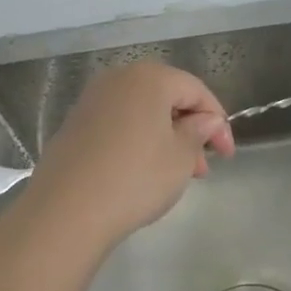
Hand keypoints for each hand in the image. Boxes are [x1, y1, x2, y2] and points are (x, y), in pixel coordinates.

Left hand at [20, 62, 234, 256]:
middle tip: (202, 167)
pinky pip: (119, 124)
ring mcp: (93, 101)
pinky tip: (143, 172)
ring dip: (165, 137)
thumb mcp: (180, 158)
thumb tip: (207, 120)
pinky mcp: (75, 124)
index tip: (227, 154)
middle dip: (190, 129)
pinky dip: (138, 140)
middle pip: (167, 97)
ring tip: (177, 174)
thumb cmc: (135, 178)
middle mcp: (119, 79)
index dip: (217, 120)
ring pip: (142, 112)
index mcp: (150, 78)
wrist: (64, 212)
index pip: (195, 90)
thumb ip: (199, 132)